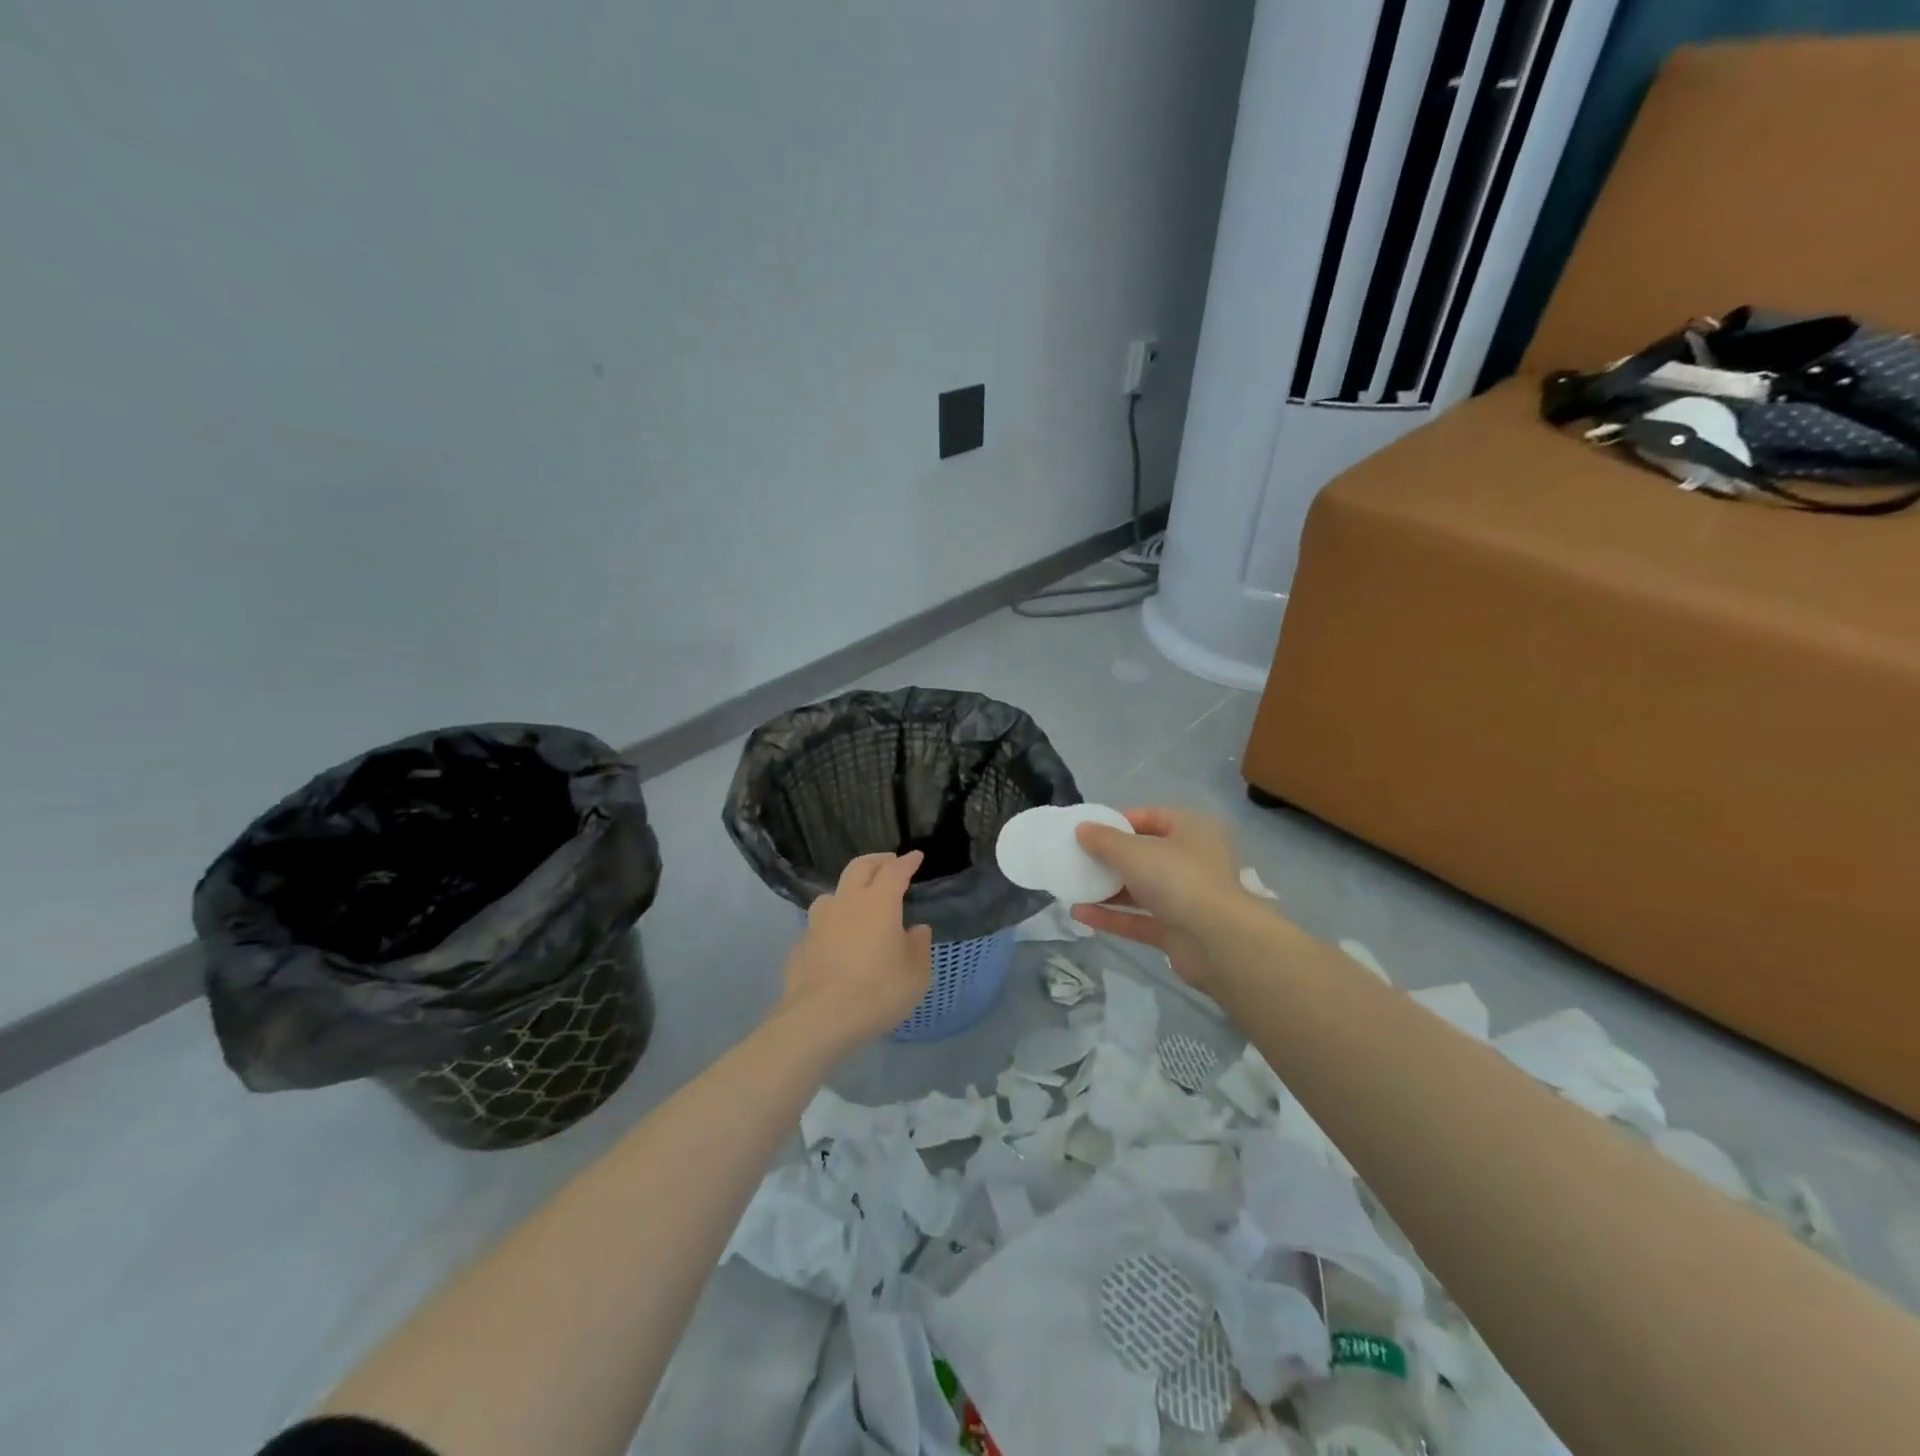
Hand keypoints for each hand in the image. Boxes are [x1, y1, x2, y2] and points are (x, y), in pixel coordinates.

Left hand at [776, 851, 933, 1047]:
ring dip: (848, 890)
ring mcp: (819, 922)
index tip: (916, 856)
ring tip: (857, 901)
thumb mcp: (915, 974)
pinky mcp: (801, 944)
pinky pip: (819, 925)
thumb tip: (916, 930)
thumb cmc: (877, 991)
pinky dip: (831, 925)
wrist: (819, 1017)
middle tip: (889, 862)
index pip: (895, 871)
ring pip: (833, 892)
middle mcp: (847, 903)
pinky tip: (835, 942)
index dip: (907, 862)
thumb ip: (918, 946)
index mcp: (879, 902)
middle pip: (860, 867)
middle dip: (877, 861)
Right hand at [1071, 807, 1247, 993]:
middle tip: (1078, 859)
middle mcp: (1192, 861)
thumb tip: (1082, 828)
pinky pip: (1139, 919)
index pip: (1152, 817)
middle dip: (1110, 858)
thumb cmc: (1177, 879)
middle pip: (1145, 854)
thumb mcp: (1133, 851)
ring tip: (1073, 887)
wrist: (1217, 941)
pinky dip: (1112, 916)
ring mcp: (1186, 898)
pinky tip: (1080, 914)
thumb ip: (1104, 839)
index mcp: (1191, 831)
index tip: (1090, 830)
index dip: (1120, 821)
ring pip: (1141, 889)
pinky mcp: (1177, 931)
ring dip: (1107, 889)